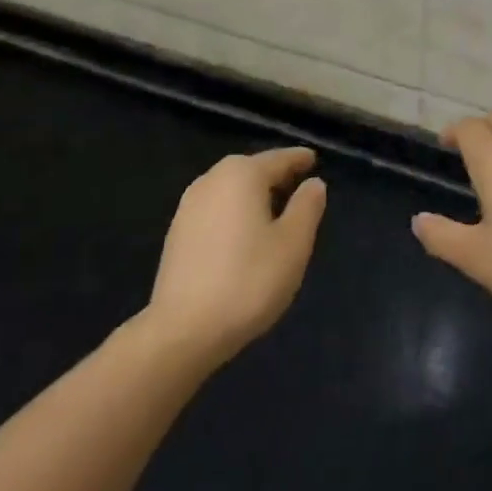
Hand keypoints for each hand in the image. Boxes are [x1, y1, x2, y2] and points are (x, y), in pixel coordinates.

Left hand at [146, 147, 326, 367]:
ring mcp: (189, 206)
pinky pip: (216, 209)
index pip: (278, 159)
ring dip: (254, 195)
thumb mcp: (293, 244)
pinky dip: (235, 212)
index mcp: (242, 175)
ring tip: (275, 210)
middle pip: (251, 170)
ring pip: (231, 189)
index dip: (299, 159)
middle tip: (299, 185)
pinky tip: (245, 234)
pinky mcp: (177, 233)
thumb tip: (313, 184)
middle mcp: (212, 179)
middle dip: (276, 175)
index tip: (314, 159)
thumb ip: (307, 207)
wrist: (183, 330)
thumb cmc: (248, 281)